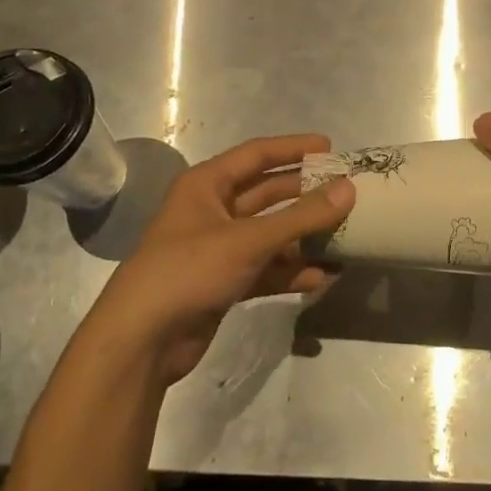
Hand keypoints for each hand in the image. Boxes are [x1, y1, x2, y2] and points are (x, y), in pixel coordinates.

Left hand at [79, 135, 354, 386]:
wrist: (141, 342)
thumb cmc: (189, 271)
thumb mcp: (248, 240)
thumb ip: (302, 216)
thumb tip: (349, 189)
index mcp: (207, 185)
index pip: (256, 154)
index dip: (293, 149)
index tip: (332, 149)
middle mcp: (212, 211)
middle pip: (267, 194)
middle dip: (305, 194)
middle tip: (346, 193)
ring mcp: (218, 249)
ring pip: (270, 234)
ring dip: (304, 236)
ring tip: (345, 236)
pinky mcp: (224, 283)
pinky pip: (266, 268)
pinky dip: (291, 271)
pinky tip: (322, 277)